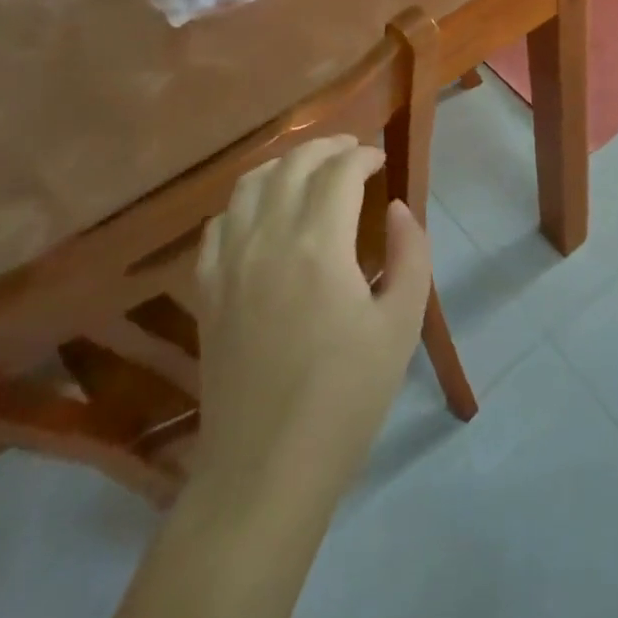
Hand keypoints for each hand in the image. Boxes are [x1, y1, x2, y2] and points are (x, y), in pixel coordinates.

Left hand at [193, 135, 431, 493]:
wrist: (265, 470)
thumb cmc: (345, 398)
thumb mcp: (401, 325)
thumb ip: (410, 254)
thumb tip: (396, 209)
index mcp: (318, 244)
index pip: (339, 170)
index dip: (363, 155)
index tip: (381, 160)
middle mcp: (267, 238)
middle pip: (293, 164)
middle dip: (327, 147)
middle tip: (352, 153)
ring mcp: (229, 262)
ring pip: (249, 183)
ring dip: (284, 165)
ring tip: (308, 171)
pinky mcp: (207, 289)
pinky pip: (219, 223)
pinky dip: (244, 202)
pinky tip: (261, 214)